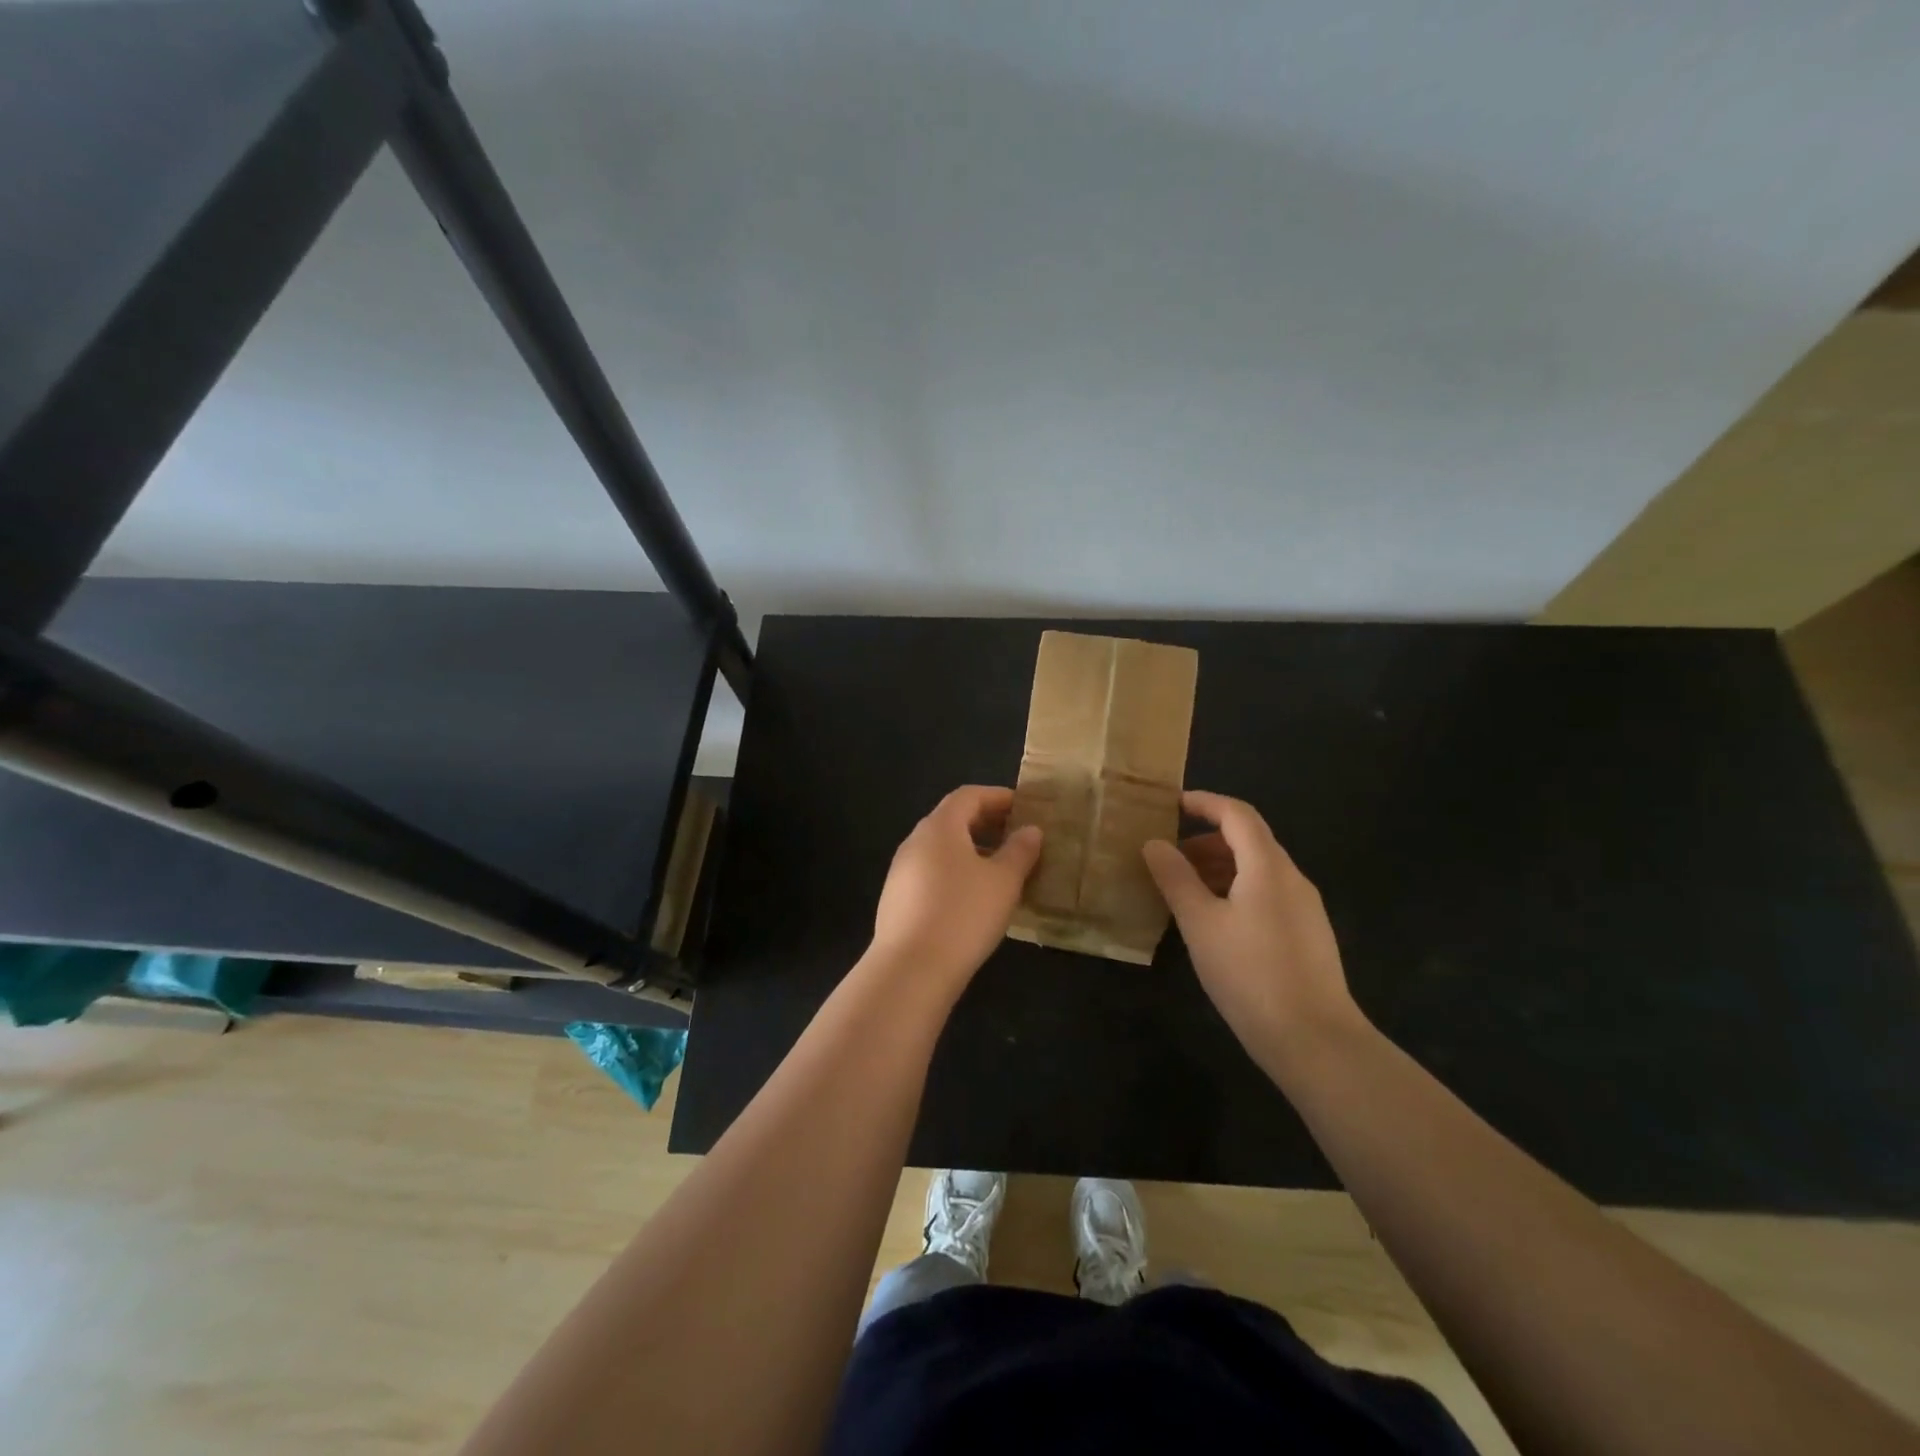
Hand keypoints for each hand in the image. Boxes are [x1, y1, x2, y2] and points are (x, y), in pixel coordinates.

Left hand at [867, 785, 1042, 1001]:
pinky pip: (931, 873)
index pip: (968, 795)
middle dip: (985, 823)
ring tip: (1001, 869)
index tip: (1023, 807)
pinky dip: (955, 872)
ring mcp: (901, 871)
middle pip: (952, 819)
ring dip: (971, 850)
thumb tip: (1030, 830)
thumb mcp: (1004, 881)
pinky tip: (974, 898)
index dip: (997, 796)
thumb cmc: (964, 914)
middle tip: (1016, 836)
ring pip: (941, 849)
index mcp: (940, 827)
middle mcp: (915, 841)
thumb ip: (1020, 851)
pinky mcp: (897, 899)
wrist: (910, 969)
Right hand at [1142, 791, 1365, 1064]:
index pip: (1237, 814)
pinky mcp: (1308, 934)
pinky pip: (1268, 894)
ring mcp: (1305, 907)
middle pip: (1249, 840)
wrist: (1315, 1040)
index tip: (1170, 806)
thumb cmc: (1250, 974)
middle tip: (1169, 859)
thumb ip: (1175, 879)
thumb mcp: (1200, 924)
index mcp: (1268, 866)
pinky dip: (1237, 890)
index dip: (1204, 802)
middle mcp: (1292, 877)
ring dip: (1220, 868)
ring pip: (1259, 869)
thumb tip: (1154, 843)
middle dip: (1206, 840)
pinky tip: (1215, 923)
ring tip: (1185, 892)